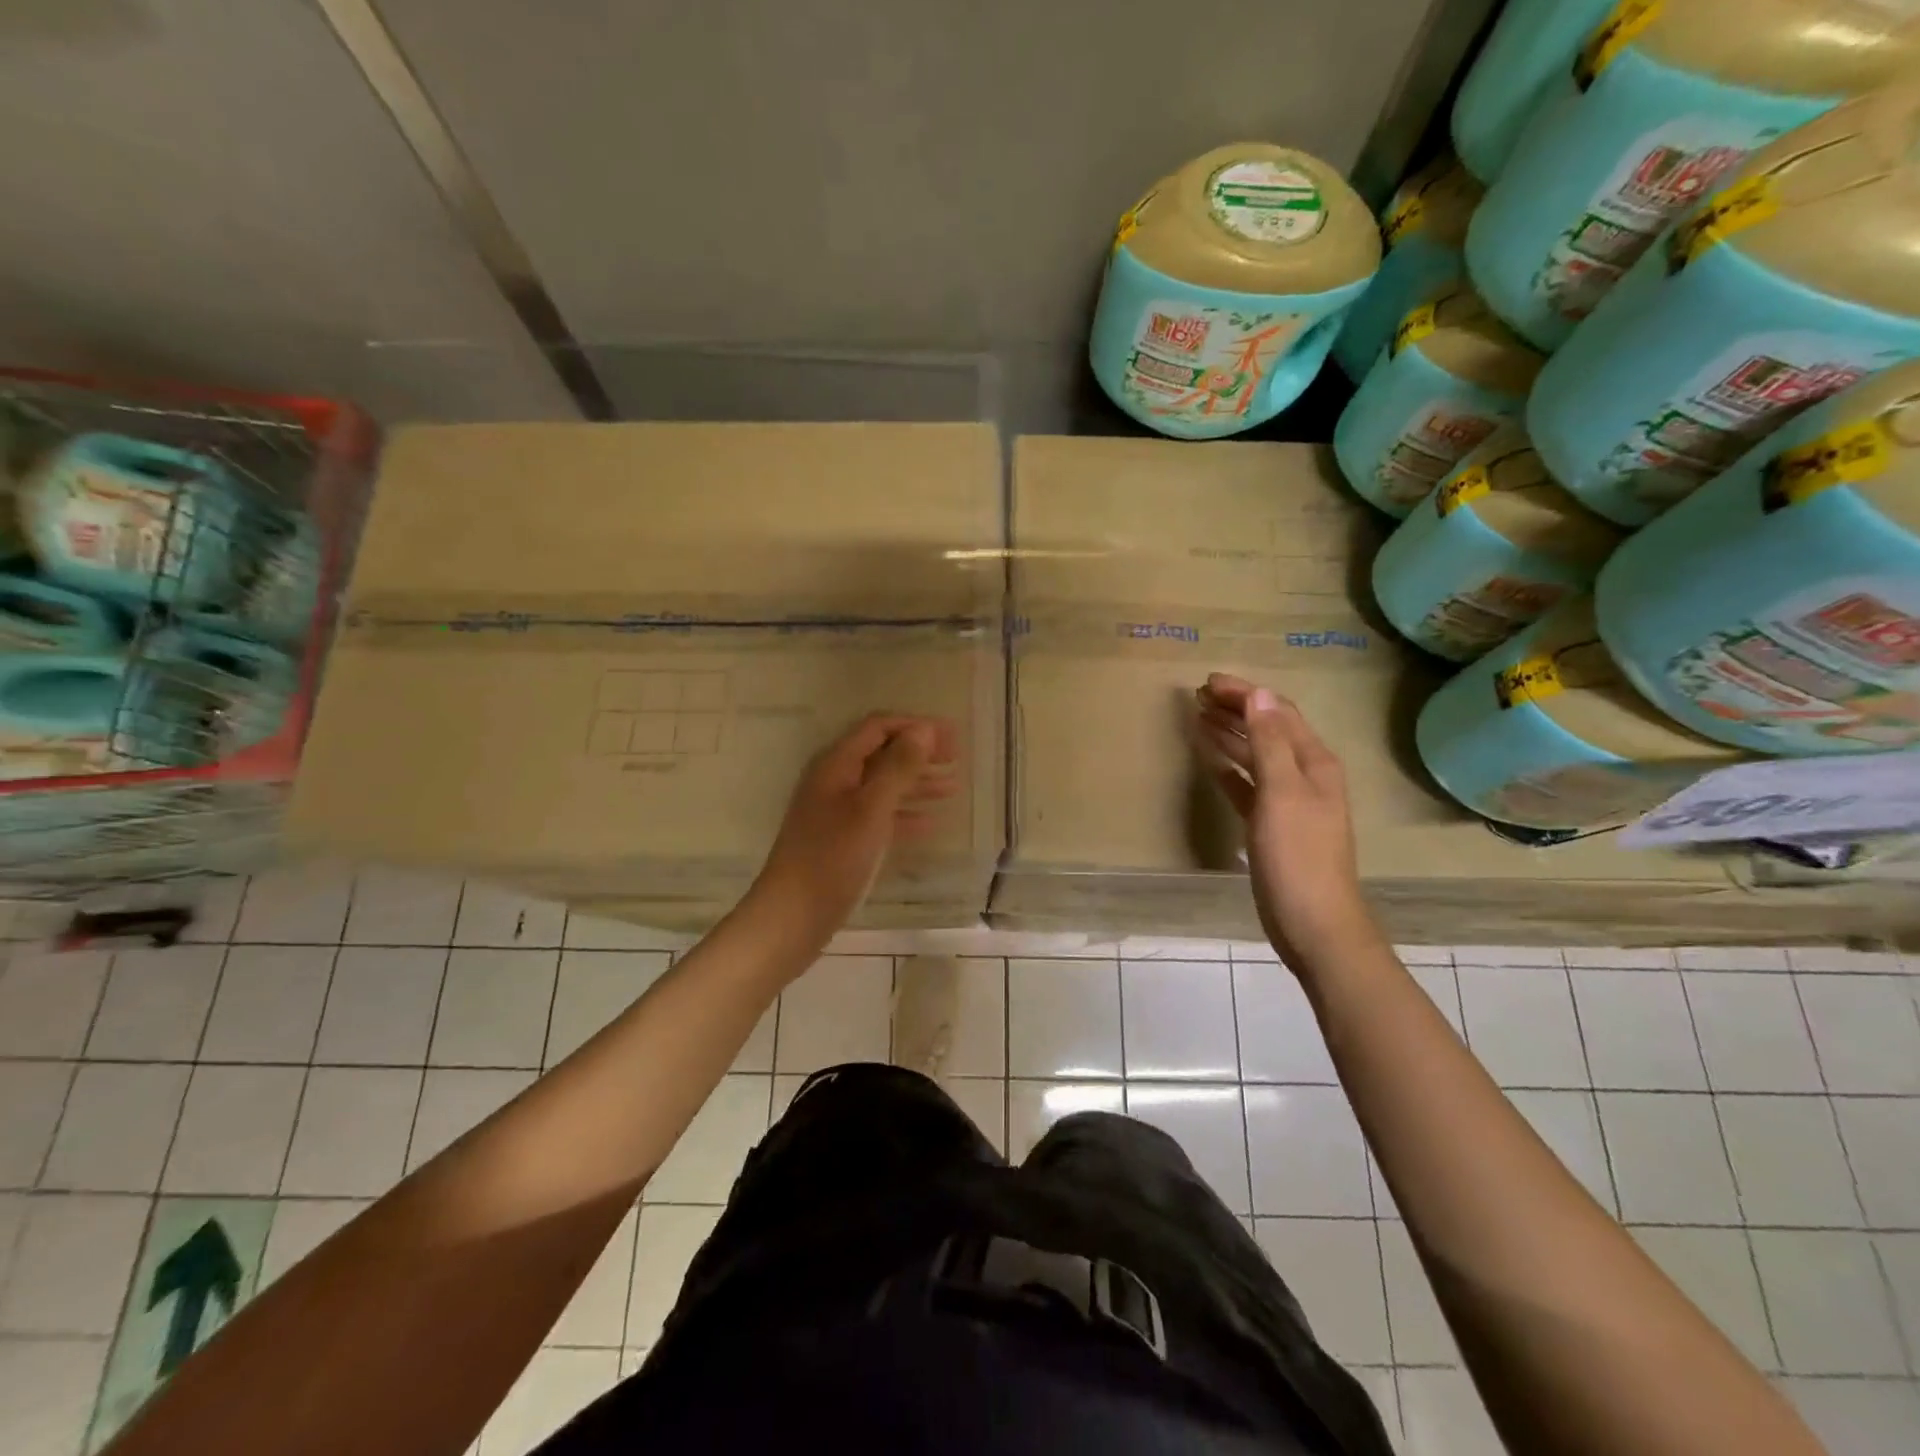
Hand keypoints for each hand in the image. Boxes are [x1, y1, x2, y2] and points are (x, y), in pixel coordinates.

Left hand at [749, 713, 957, 948]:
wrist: (793, 915)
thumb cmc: (833, 858)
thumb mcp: (870, 809)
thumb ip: (898, 767)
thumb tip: (924, 729)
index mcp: (836, 765)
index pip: (878, 728)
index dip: (915, 726)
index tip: (951, 736)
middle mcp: (835, 782)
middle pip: (882, 754)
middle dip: (919, 752)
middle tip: (957, 758)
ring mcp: (837, 812)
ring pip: (883, 786)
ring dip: (917, 782)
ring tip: (953, 787)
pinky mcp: (842, 839)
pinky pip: (879, 816)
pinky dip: (905, 814)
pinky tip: (930, 823)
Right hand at [1192, 673, 1379, 969]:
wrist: (1314, 924)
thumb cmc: (1298, 856)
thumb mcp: (1283, 794)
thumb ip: (1270, 743)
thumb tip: (1258, 695)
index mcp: (1314, 762)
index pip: (1277, 713)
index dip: (1245, 694)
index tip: (1208, 681)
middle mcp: (1305, 775)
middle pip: (1268, 730)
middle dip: (1236, 709)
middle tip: (1198, 695)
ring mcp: (1289, 801)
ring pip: (1256, 756)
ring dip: (1230, 734)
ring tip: (1198, 717)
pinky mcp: (1271, 824)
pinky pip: (1247, 785)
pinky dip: (1228, 768)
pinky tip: (1208, 760)